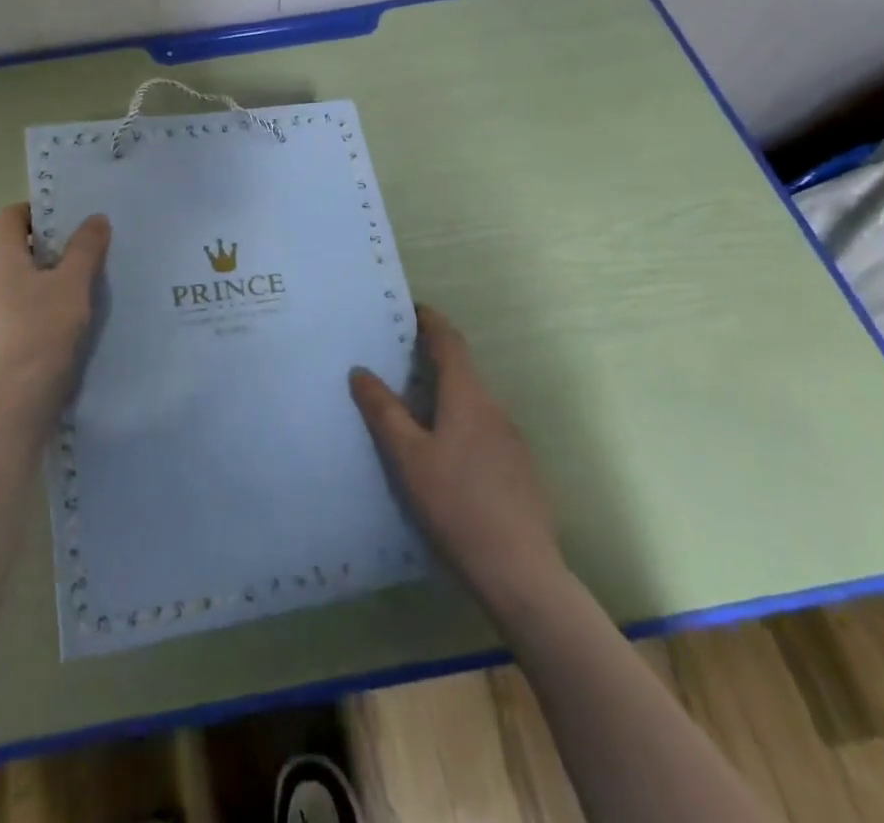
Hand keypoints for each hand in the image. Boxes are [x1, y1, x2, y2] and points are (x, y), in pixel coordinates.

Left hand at [0, 203, 110, 416]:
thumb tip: (96, 217)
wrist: (22, 394)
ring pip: (37, 275)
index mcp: (6, 258)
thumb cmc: (43, 327)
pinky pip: (43, 301)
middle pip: (24, 245)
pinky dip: (64, 295)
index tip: (68, 214)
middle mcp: (1, 279)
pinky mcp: (22, 332)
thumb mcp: (72, 281)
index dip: (35, 209)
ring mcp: (10, 308)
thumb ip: (85, 248)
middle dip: (57, 239)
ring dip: (64, 268)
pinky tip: (92, 303)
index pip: (9, 218)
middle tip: (93, 236)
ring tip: (100, 267)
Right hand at [350, 306, 565, 615]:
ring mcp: (512, 441)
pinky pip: (483, 430)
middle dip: (432, 359)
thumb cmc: (457, 506)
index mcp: (469, 398)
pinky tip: (444, 455)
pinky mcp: (519, 470)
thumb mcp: (409, 458)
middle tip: (397, 361)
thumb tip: (361, 371)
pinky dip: (459, 423)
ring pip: (473, 403)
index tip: (411, 309)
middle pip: (462, 371)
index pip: (450, 342)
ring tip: (413, 409)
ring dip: (445, 395)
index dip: (431, 321)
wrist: (522, 573)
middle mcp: (495, 409)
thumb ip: (384, 412)